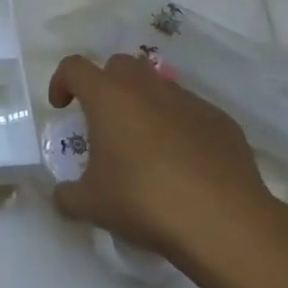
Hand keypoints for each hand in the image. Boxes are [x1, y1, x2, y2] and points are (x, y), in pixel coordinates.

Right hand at [47, 53, 287, 279]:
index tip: (62, 107)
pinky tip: (185, 165)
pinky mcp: (221, 121)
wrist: (225, 222)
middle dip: (106, 85)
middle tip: (105, 122)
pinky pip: (190, 113)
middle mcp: (146, 87)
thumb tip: (64, 195)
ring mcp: (188, 100)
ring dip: (144, 105)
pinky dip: (179, 127)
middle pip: (118, 65)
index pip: (74, 67)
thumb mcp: (92, 205)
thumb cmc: (145, 202)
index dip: (62, 82)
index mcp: (108, 97)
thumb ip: (68, 195)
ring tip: (146, 146)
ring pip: (157, 86)